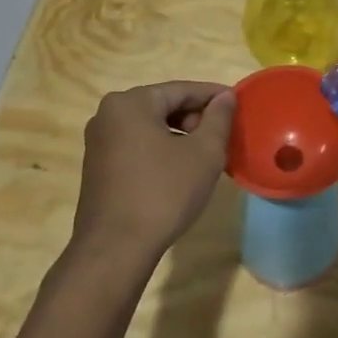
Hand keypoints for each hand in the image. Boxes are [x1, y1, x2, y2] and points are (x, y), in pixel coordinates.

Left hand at [70, 81, 235, 262]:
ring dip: (181, 135)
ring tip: (207, 154)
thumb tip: (225, 97)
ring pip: (150, 126)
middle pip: (163, 105)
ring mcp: (99, 141)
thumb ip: (218, 118)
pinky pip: (137, 145)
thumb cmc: (164, 192)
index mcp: (131, 102)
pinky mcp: (98, 166)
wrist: (116, 248)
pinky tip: (181, 169)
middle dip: (196, 117)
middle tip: (224, 135)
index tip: (239, 105)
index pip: (182, 89)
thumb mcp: (203, 153)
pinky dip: (162, 149)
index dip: (214, 96)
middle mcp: (108, 114)